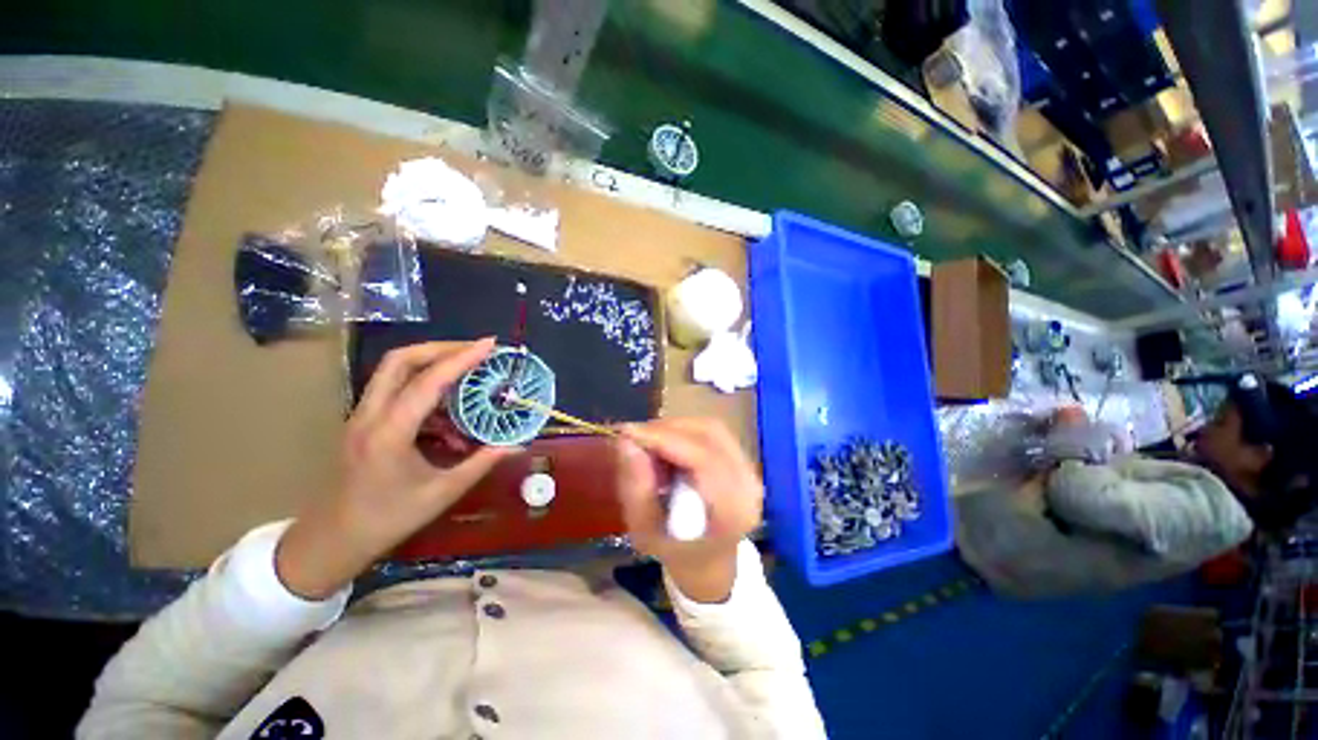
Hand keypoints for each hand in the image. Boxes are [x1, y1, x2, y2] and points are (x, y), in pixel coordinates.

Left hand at [276, 338, 516, 599]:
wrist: (331, 540)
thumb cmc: (387, 519)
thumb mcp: (442, 492)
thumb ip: (481, 463)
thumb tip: (516, 444)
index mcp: (389, 433)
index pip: (427, 381)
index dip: (461, 358)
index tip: (490, 344)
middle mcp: (370, 415)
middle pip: (399, 360)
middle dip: (441, 348)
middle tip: (476, 350)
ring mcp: (362, 416)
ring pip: (394, 371)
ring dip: (432, 363)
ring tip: (468, 373)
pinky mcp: (364, 422)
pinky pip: (395, 390)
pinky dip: (425, 388)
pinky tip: (449, 412)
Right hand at [617, 418, 762, 602]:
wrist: (709, 563)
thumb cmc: (676, 553)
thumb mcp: (646, 532)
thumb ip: (636, 489)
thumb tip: (626, 442)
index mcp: (732, 510)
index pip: (702, 458)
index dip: (663, 438)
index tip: (627, 432)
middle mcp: (748, 484)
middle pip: (709, 435)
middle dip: (667, 429)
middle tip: (635, 437)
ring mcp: (750, 469)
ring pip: (710, 429)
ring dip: (675, 429)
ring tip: (649, 443)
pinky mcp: (742, 460)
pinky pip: (713, 433)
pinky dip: (685, 432)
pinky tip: (667, 446)